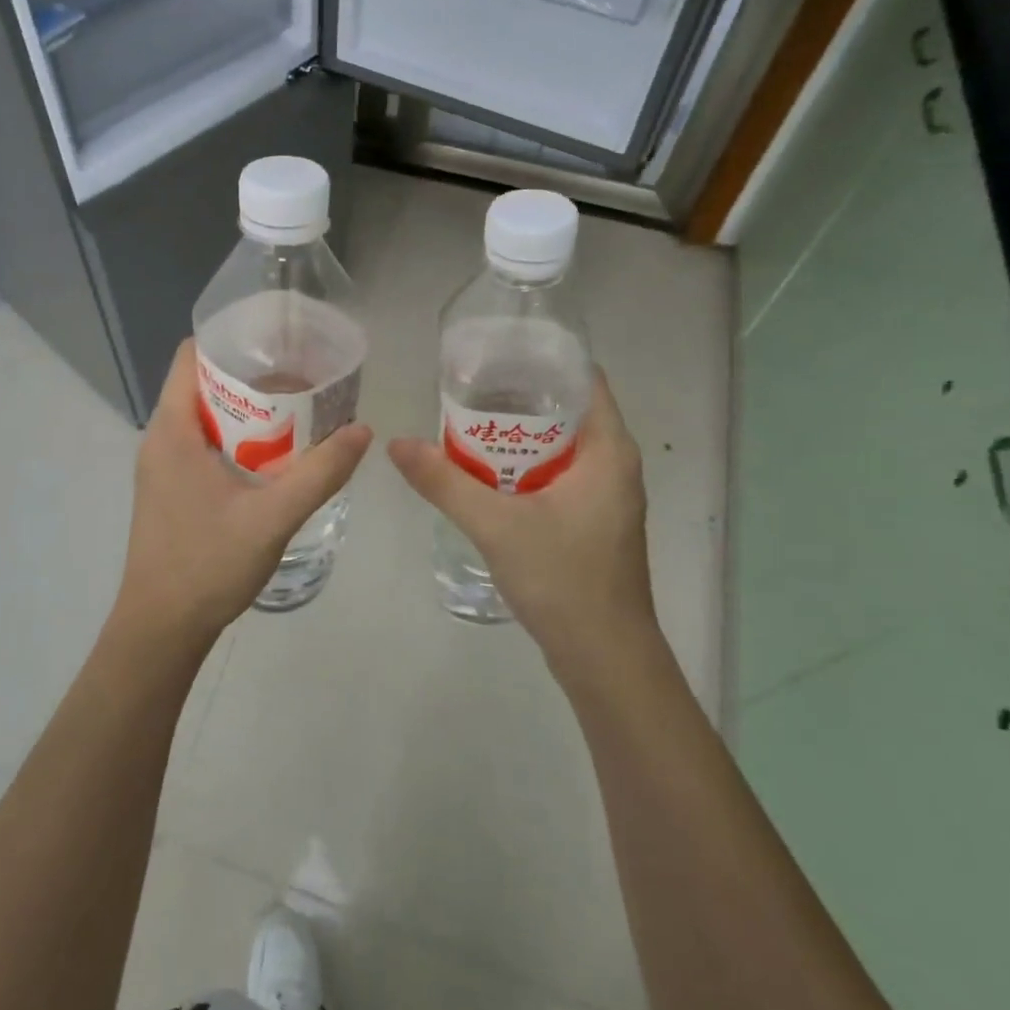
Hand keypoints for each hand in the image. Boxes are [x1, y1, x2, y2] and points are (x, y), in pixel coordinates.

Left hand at [110, 339, 372, 655]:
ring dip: (248, 412)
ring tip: (298, 411)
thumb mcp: (272, 517)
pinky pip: (204, 446)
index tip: (279, 341)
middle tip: (303, 377)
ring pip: (206, 418)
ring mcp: (163, 467)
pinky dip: (238, 440)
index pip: (192, 355)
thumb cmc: (208, 564)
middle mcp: (160, 439)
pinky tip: (275, 457)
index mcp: (172, 430)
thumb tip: (361, 430)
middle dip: (252, 376)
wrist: (161, 629)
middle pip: (204, 384)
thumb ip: (320, 473)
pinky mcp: (171, 491)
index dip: (232, 339)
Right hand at [387, 369, 655, 677]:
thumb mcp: (496, 525)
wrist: (604, 657)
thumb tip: (396, 444)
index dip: (541, 359)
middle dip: (518, 396)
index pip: (583, 378)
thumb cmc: (563, 579)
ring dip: (518, 435)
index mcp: (608, 449)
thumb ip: (444, 482)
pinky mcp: (591, 521)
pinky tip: (485, 472)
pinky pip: (557, 475)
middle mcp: (614, 464)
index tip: (493, 353)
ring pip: (560, 446)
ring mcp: (604, 496)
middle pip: (567, 409)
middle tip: (466, 387)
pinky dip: (524, 466)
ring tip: (467, 422)